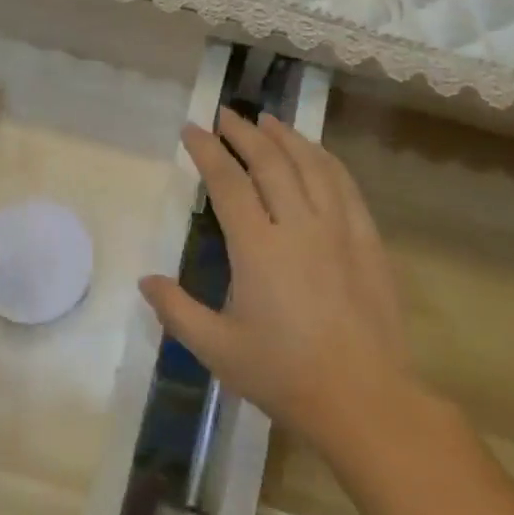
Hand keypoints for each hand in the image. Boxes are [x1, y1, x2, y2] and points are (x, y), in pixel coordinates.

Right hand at [139, 108, 415, 448]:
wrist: (364, 399)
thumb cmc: (284, 375)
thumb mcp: (218, 349)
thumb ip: (177, 311)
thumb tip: (145, 280)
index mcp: (257, 247)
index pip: (227, 181)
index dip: (207, 150)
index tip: (191, 129)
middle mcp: (298, 225)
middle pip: (269, 161)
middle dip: (243, 132)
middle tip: (225, 114)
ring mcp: (338, 228)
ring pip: (310, 164)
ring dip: (286, 136)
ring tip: (268, 121)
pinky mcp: (367, 239)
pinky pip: (345, 185)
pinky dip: (326, 160)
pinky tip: (317, 154)